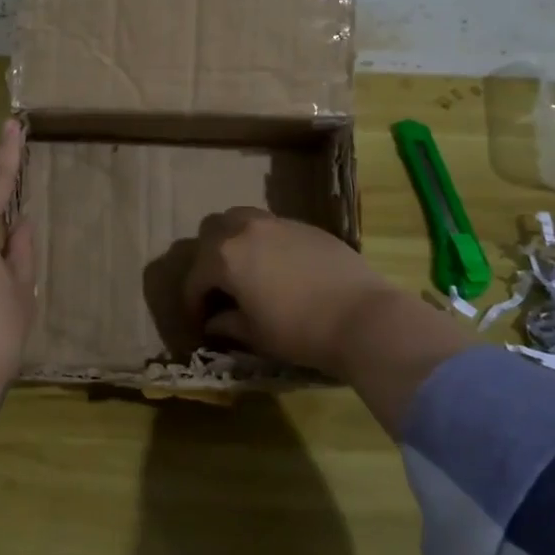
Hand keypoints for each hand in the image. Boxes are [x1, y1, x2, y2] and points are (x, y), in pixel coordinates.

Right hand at [182, 207, 397, 377]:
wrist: (362, 317)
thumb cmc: (299, 330)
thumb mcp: (255, 334)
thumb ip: (228, 324)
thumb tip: (214, 322)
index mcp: (225, 257)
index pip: (195, 277)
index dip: (193, 302)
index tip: (200, 322)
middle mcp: (246, 230)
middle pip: (212, 231)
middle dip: (208, 258)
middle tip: (219, 286)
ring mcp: (278, 223)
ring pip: (242, 219)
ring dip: (235, 240)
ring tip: (247, 268)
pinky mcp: (306, 226)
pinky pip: (273, 227)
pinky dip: (265, 243)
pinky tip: (280, 268)